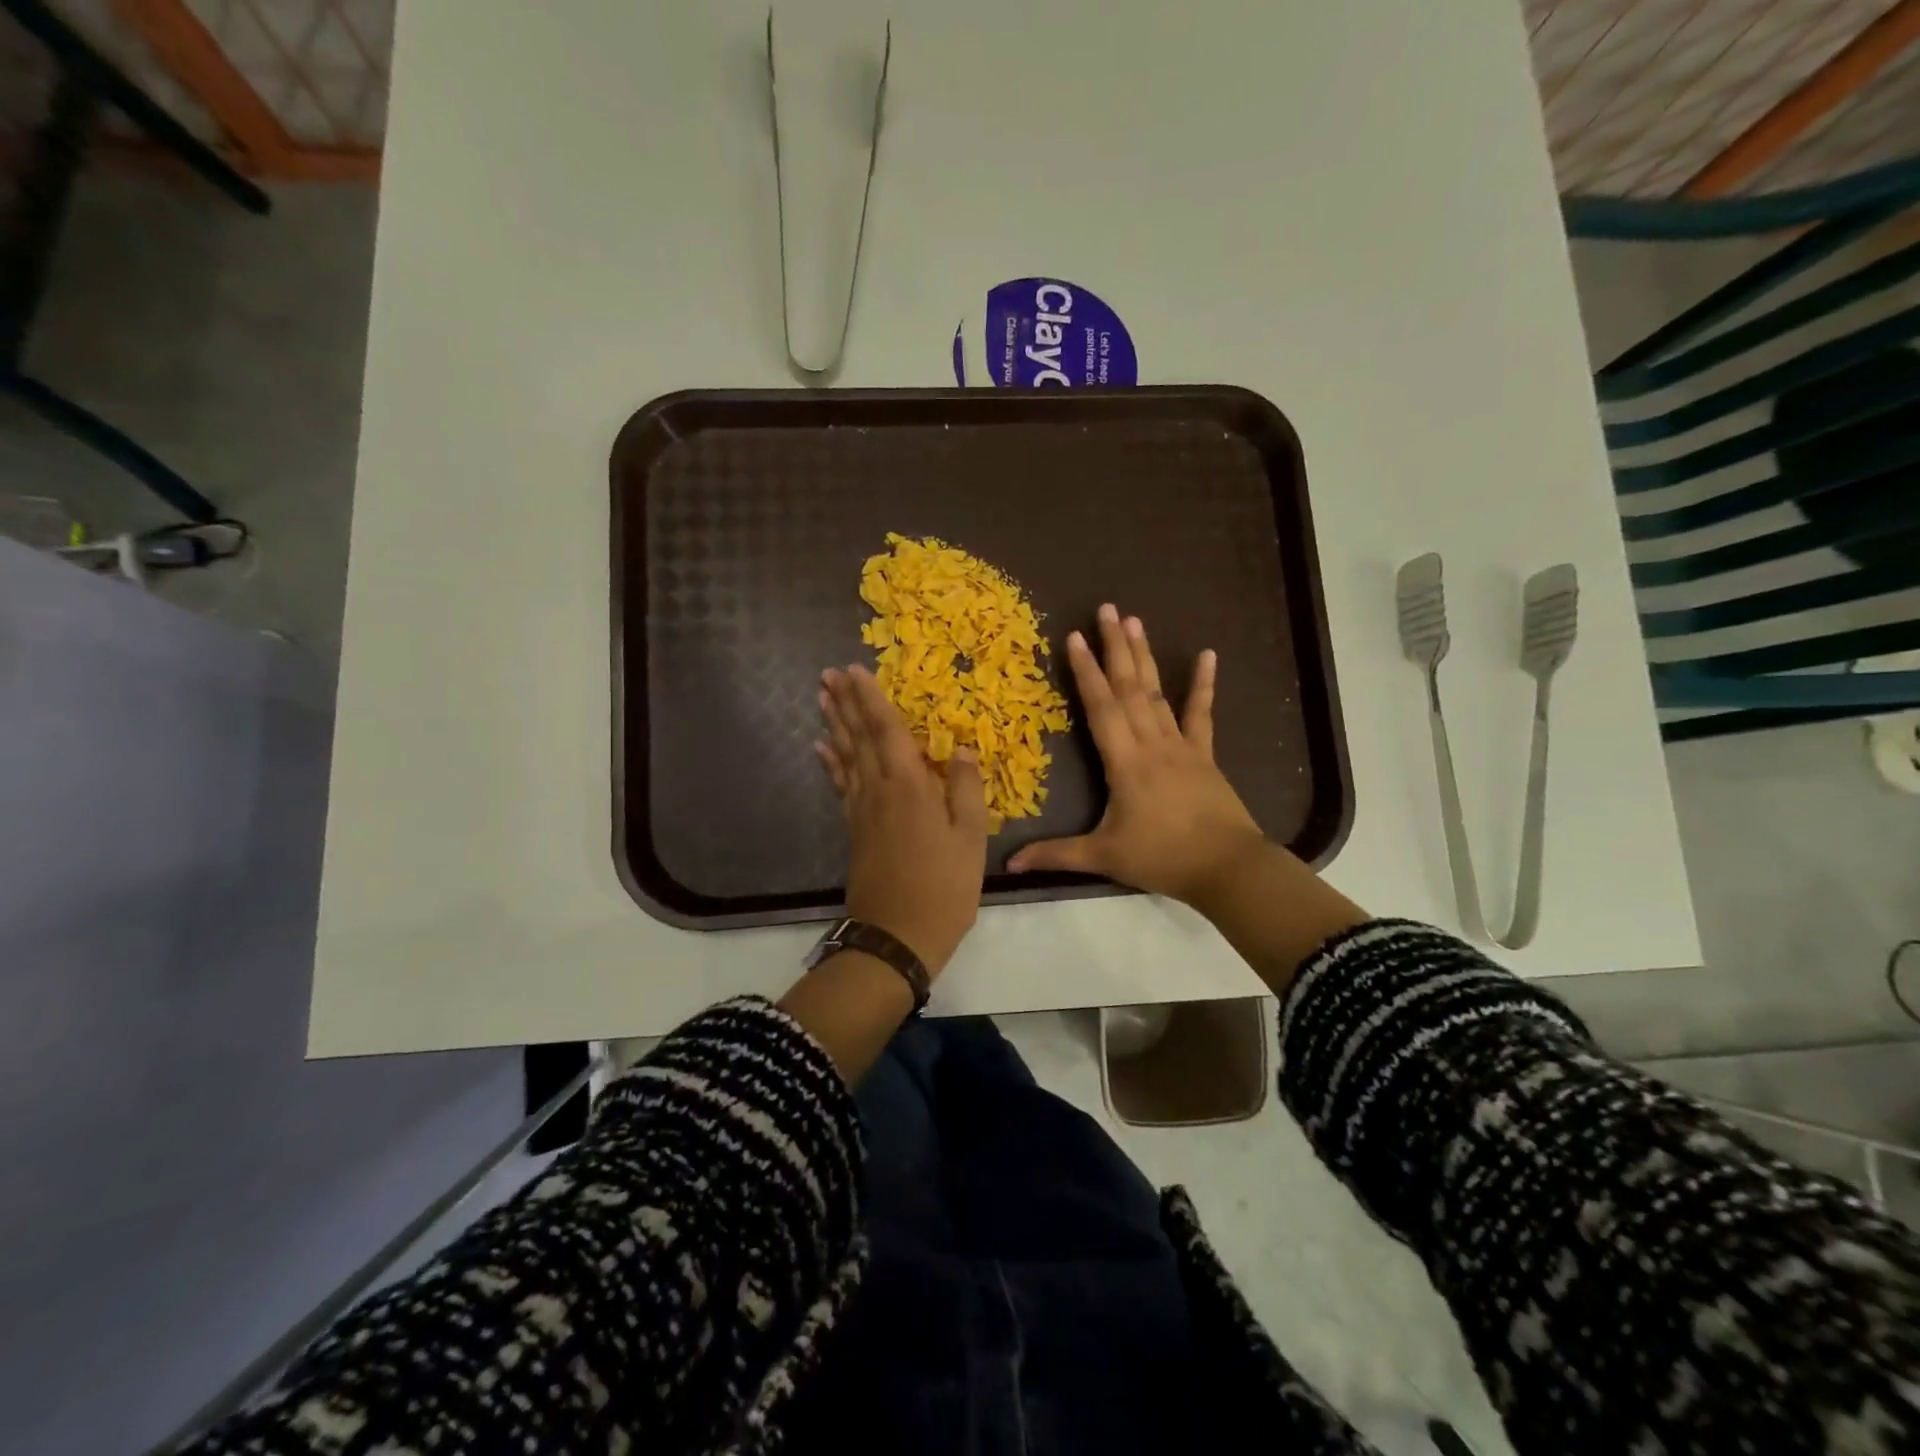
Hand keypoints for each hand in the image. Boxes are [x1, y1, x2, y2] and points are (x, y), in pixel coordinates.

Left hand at [816, 664, 988, 975]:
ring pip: (845, 756)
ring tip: (823, 698)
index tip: (855, 669)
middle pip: (858, 737)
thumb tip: (960, 748)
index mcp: (909, 785)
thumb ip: (965, 789)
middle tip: (829, 674)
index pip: (887, 730)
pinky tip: (822, 749)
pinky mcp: (854, 830)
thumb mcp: (971, 838)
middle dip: (846, 703)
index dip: (872, 698)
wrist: (897, 936)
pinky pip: (840, 785)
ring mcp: (862, 810)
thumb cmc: (944, 886)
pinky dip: (831, 763)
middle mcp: (879, 789)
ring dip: (835, 725)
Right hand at [1008, 604, 1264, 905]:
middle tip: (1107, 609)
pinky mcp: (1204, 754)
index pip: (1101, 708)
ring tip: (1135, 621)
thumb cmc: (1162, 858)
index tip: (1075, 637)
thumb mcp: (1103, 857)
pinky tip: (1208, 654)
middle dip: (1115, 648)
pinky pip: (1201, 714)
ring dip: (1145, 656)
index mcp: (1125, 762)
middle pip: (1130, 688)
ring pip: (1158, 693)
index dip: (1086, 672)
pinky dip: (1203, 684)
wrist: (1227, 867)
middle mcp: (1151, 743)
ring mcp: (1181, 745)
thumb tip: (1008, 864)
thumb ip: (1056, 855)